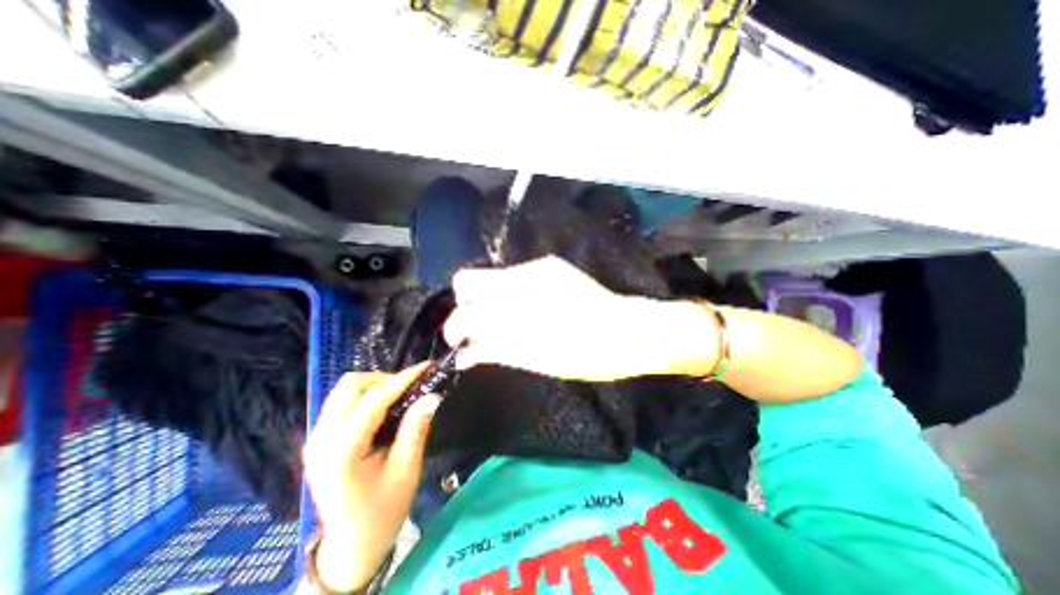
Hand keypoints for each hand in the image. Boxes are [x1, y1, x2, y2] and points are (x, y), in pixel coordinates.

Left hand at [301, 365, 438, 591]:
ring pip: (344, 389)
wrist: (352, 542)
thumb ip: (415, 429)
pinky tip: (383, 407)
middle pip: (350, 386)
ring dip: (375, 385)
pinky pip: (341, 401)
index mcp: (341, 453)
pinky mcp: (318, 438)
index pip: (372, 401)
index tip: (426, 367)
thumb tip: (432, 395)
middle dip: (385, 379)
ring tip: (399, 395)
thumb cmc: (383, 510)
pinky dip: (366, 395)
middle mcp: (321, 440)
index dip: (401, 379)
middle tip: (411, 388)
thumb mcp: (406, 470)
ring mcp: (315, 438)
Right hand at [439, 256, 721, 380]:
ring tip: (504, 321)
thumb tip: (465, 354)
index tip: (459, 343)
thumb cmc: (586, 355)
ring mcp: (536, 268)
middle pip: (468, 280)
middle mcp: (520, 278)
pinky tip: (528, 310)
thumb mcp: (538, 360)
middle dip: (465, 307)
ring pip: (491, 277)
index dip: (455, 328)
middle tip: (478, 329)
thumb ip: (497, 351)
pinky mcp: (549, 266)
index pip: (465, 310)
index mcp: (517, 306)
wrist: (629, 330)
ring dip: (488, 300)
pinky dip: (510, 294)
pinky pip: (514, 277)